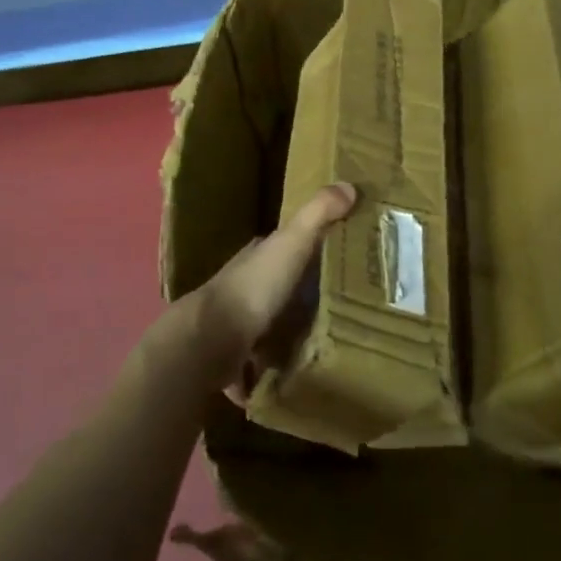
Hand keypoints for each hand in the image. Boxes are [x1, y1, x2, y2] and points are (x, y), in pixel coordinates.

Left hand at [171, 182, 356, 389]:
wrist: (211, 340)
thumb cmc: (255, 287)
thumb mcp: (291, 243)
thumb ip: (318, 215)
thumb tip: (349, 184)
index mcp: (258, 256)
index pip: (287, 246)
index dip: (312, 248)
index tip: (343, 259)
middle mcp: (245, 285)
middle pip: (280, 286)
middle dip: (304, 294)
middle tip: (344, 307)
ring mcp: (236, 323)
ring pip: (269, 323)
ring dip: (288, 332)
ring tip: (327, 344)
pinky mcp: (233, 358)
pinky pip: (258, 362)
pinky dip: (271, 369)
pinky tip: (294, 376)